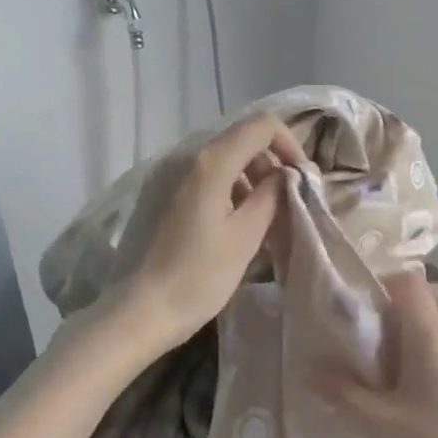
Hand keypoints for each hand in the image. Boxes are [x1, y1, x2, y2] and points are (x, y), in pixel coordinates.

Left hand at [115, 112, 305, 351]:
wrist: (137, 312)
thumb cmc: (198, 278)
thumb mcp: (245, 237)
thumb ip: (272, 196)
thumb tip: (287, 175)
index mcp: (209, 162)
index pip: (261, 125)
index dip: (289, 144)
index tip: (301, 179)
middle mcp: (182, 155)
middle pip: (237, 139)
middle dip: (267, 163)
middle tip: (283, 202)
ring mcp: (162, 173)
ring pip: (216, 158)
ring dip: (245, 178)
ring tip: (257, 218)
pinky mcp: (153, 193)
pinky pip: (196, 176)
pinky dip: (221, 188)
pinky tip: (226, 224)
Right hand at [320, 271, 437, 437]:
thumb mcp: (383, 427)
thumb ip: (343, 394)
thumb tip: (307, 369)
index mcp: (431, 335)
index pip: (410, 280)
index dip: (384, 285)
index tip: (364, 312)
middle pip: (433, 296)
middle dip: (404, 307)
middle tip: (381, 343)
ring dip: (428, 332)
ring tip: (408, 374)